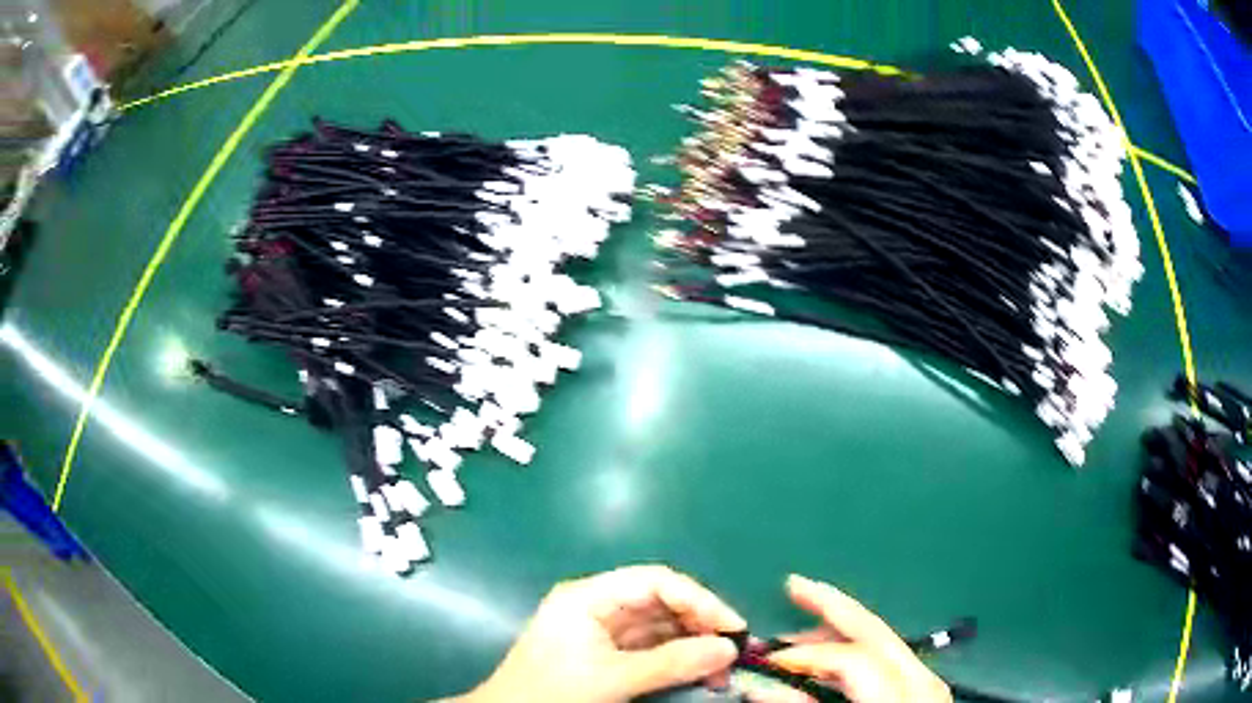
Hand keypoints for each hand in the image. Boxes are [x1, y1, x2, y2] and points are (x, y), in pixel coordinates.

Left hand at [457, 565, 745, 702]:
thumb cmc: (552, 693)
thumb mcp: (612, 678)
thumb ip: (671, 663)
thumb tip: (728, 648)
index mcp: (589, 597)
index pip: (656, 581)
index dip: (699, 600)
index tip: (733, 627)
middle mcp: (597, 607)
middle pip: (661, 603)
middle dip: (700, 626)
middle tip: (732, 653)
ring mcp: (601, 633)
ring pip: (660, 629)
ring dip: (692, 646)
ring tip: (720, 670)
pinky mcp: (606, 657)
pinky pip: (651, 651)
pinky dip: (677, 661)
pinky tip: (698, 674)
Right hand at [744, 575, 950, 702]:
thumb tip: (760, 686)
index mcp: (900, 696)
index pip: (851, 659)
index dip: (805, 656)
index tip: (767, 661)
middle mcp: (920, 680)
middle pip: (876, 630)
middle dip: (832, 605)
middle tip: (794, 586)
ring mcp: (928, 681)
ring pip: (885, 638)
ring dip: (843, 627)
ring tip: (806, 625)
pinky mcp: (927, 688)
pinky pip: (891, 656)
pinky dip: (861, 647)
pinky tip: (840, 650)